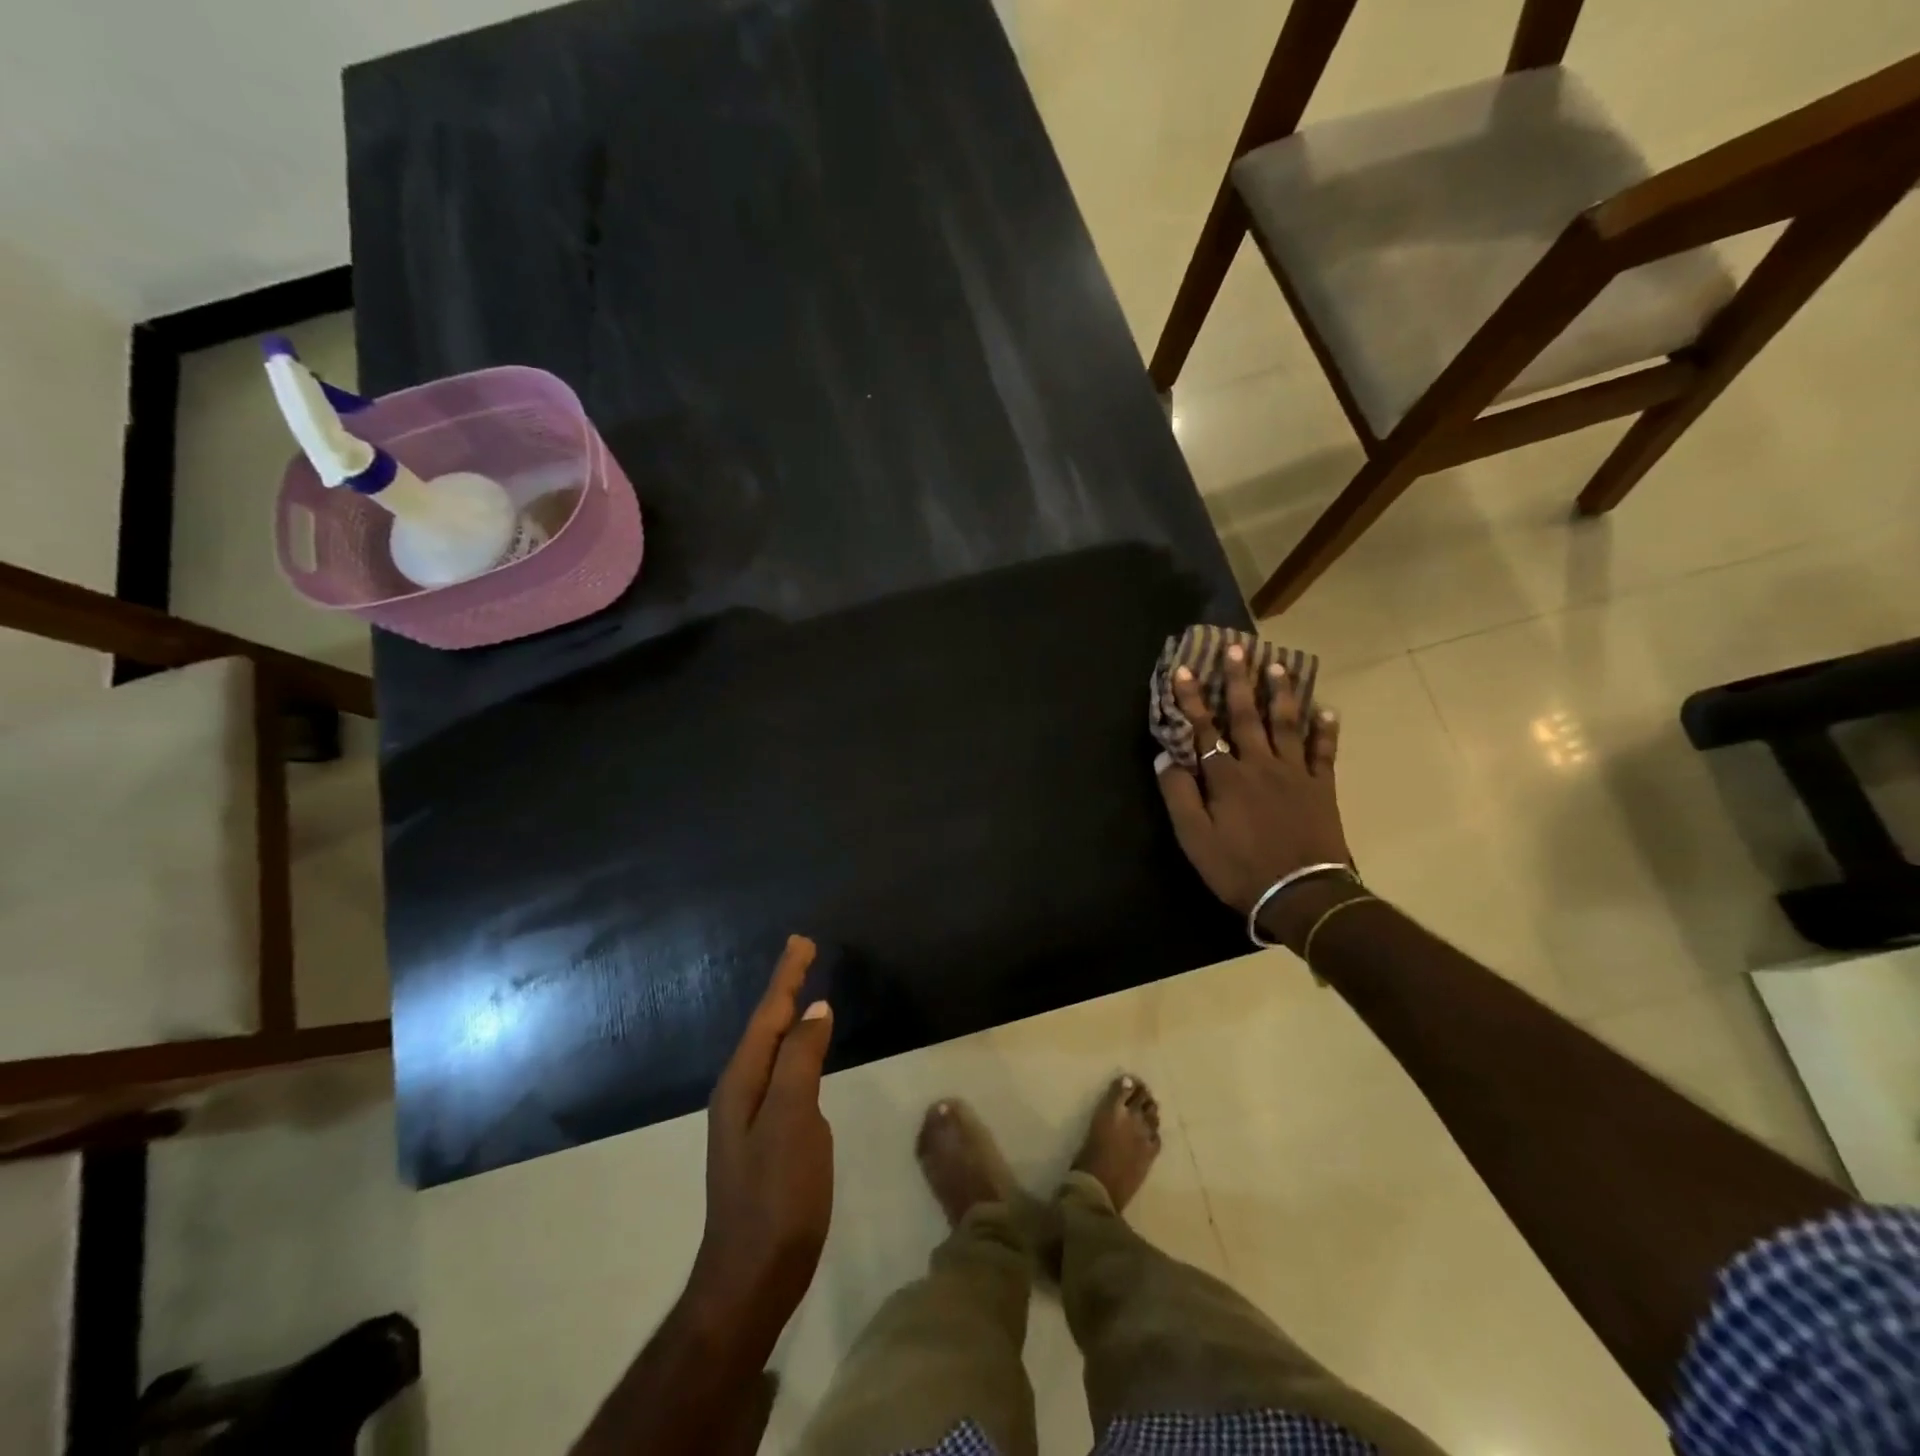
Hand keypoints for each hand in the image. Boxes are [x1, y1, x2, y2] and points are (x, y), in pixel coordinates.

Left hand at [690, 936, 834, 1343]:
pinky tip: (802, 1052)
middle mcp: (739, 1092)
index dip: (786, 977)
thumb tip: (815, 1009)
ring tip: (802, 990)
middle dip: (783, 988)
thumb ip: (800, 1061)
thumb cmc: (776, 1196)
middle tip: (802, 954)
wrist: (752, 1277)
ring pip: (769, 1050)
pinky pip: (779, 1073)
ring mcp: (748, 1117)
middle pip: (765, 1027)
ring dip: (786, 1016)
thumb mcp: (791, 1121)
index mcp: (742, 1082)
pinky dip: (792, 1048)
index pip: (768, 1015)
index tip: (802, 942)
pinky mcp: (764, 1137)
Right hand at [1156, 645, 1349, 921]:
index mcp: (1226, 777)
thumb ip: (1179, 794)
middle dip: (1238, 681)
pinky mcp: (1321, 786)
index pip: (1203, 729)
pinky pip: (1323, 751)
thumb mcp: (1194, 838)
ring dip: (1279, 693)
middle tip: (1237, 649)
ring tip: (1277, 665)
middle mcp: (1259, 764)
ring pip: (1285, 724)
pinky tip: (1326, 709)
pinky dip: (1325, 729)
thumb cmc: (1239, 868)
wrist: (1300, 893)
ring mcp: (1294, 773)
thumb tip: (1165, 757)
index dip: (1191, 700)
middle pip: (1246, 715)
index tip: (1183, 671)